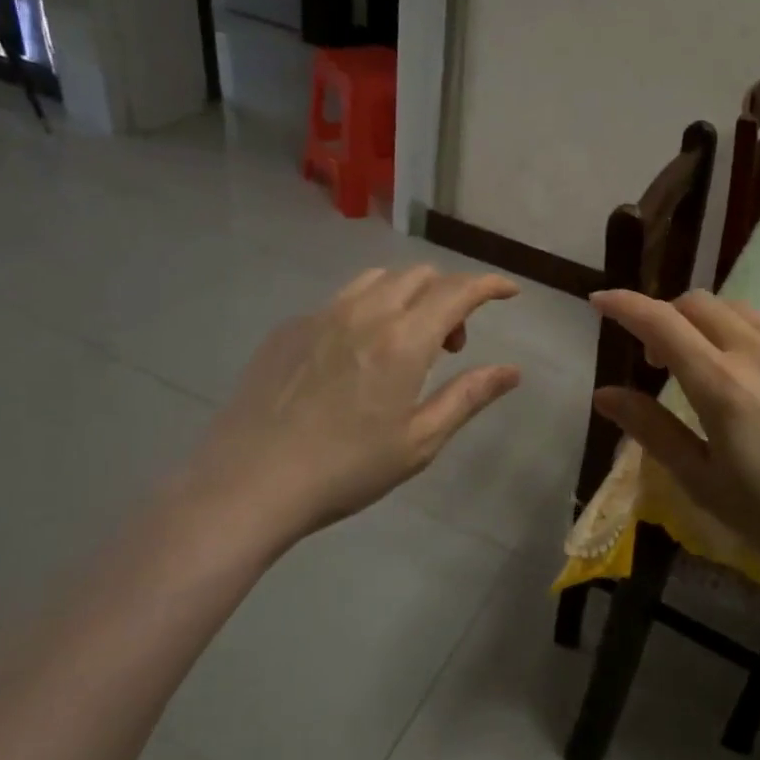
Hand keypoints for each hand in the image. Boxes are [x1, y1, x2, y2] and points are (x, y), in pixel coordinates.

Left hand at [167, 266, 521, 558]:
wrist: (248, 483)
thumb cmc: (345, 470)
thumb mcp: (418, 442)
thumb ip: (468, 396)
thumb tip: (512, 371)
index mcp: (403, 340)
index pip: (458, 291)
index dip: (489, 285)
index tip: (509, 292)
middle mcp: (364, 312)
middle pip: (420, 275)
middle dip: (449, 296)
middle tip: (451, 344)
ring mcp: (321, 315)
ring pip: (378, 279)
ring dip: (407, 296)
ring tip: (404, 342)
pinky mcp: (289, 328)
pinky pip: (340, 300)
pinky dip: (366, 311)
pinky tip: (353, 357)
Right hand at [590, 288, 759, 610]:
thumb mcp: (702, 481)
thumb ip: (651, 429)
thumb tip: (605, 394)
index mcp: (721, 383)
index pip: (661, 322)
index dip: (624, 305)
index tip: (598, 301)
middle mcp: (757, 352)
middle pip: (696, 303)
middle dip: (663, 315)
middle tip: (652, 358)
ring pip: (734, 308)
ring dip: (701, 320)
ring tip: (696, 362)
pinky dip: (736, 329)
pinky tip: (741, 370)